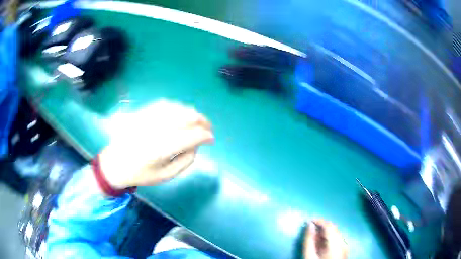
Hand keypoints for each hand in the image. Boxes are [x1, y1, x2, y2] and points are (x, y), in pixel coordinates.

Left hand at [98, 100, 213, 189]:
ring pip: (176, 108)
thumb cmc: (140, 174)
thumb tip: (197, 144)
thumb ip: (185, 160)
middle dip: (202, 121)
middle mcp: (155, 130)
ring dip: (191, 113)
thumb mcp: (166, 176)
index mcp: (161, 149)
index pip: (191, 136)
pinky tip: (181, 112)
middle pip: (186, 117)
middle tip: (208, 128)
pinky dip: (176, 107)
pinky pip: (163, 104)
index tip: (211, 139)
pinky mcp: (141, 113)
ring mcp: (147, 119)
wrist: (115, 164)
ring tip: (197, 120)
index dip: (206, 136)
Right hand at [303, 219, 347, 258]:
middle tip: (310, 231)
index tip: (309, 221)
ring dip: (325, 233)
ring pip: (335, 233)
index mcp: (336, 243)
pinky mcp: (344, 250)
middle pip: (333, 228)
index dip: (319, 221)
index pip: (329, 226)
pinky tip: (321, 244)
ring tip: (314, 238)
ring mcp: (345, 246)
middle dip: (321, 227)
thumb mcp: (309, 256)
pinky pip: (337, 239)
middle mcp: (343, 242)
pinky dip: (328, 238)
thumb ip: (309, 240)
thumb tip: (309, 225)